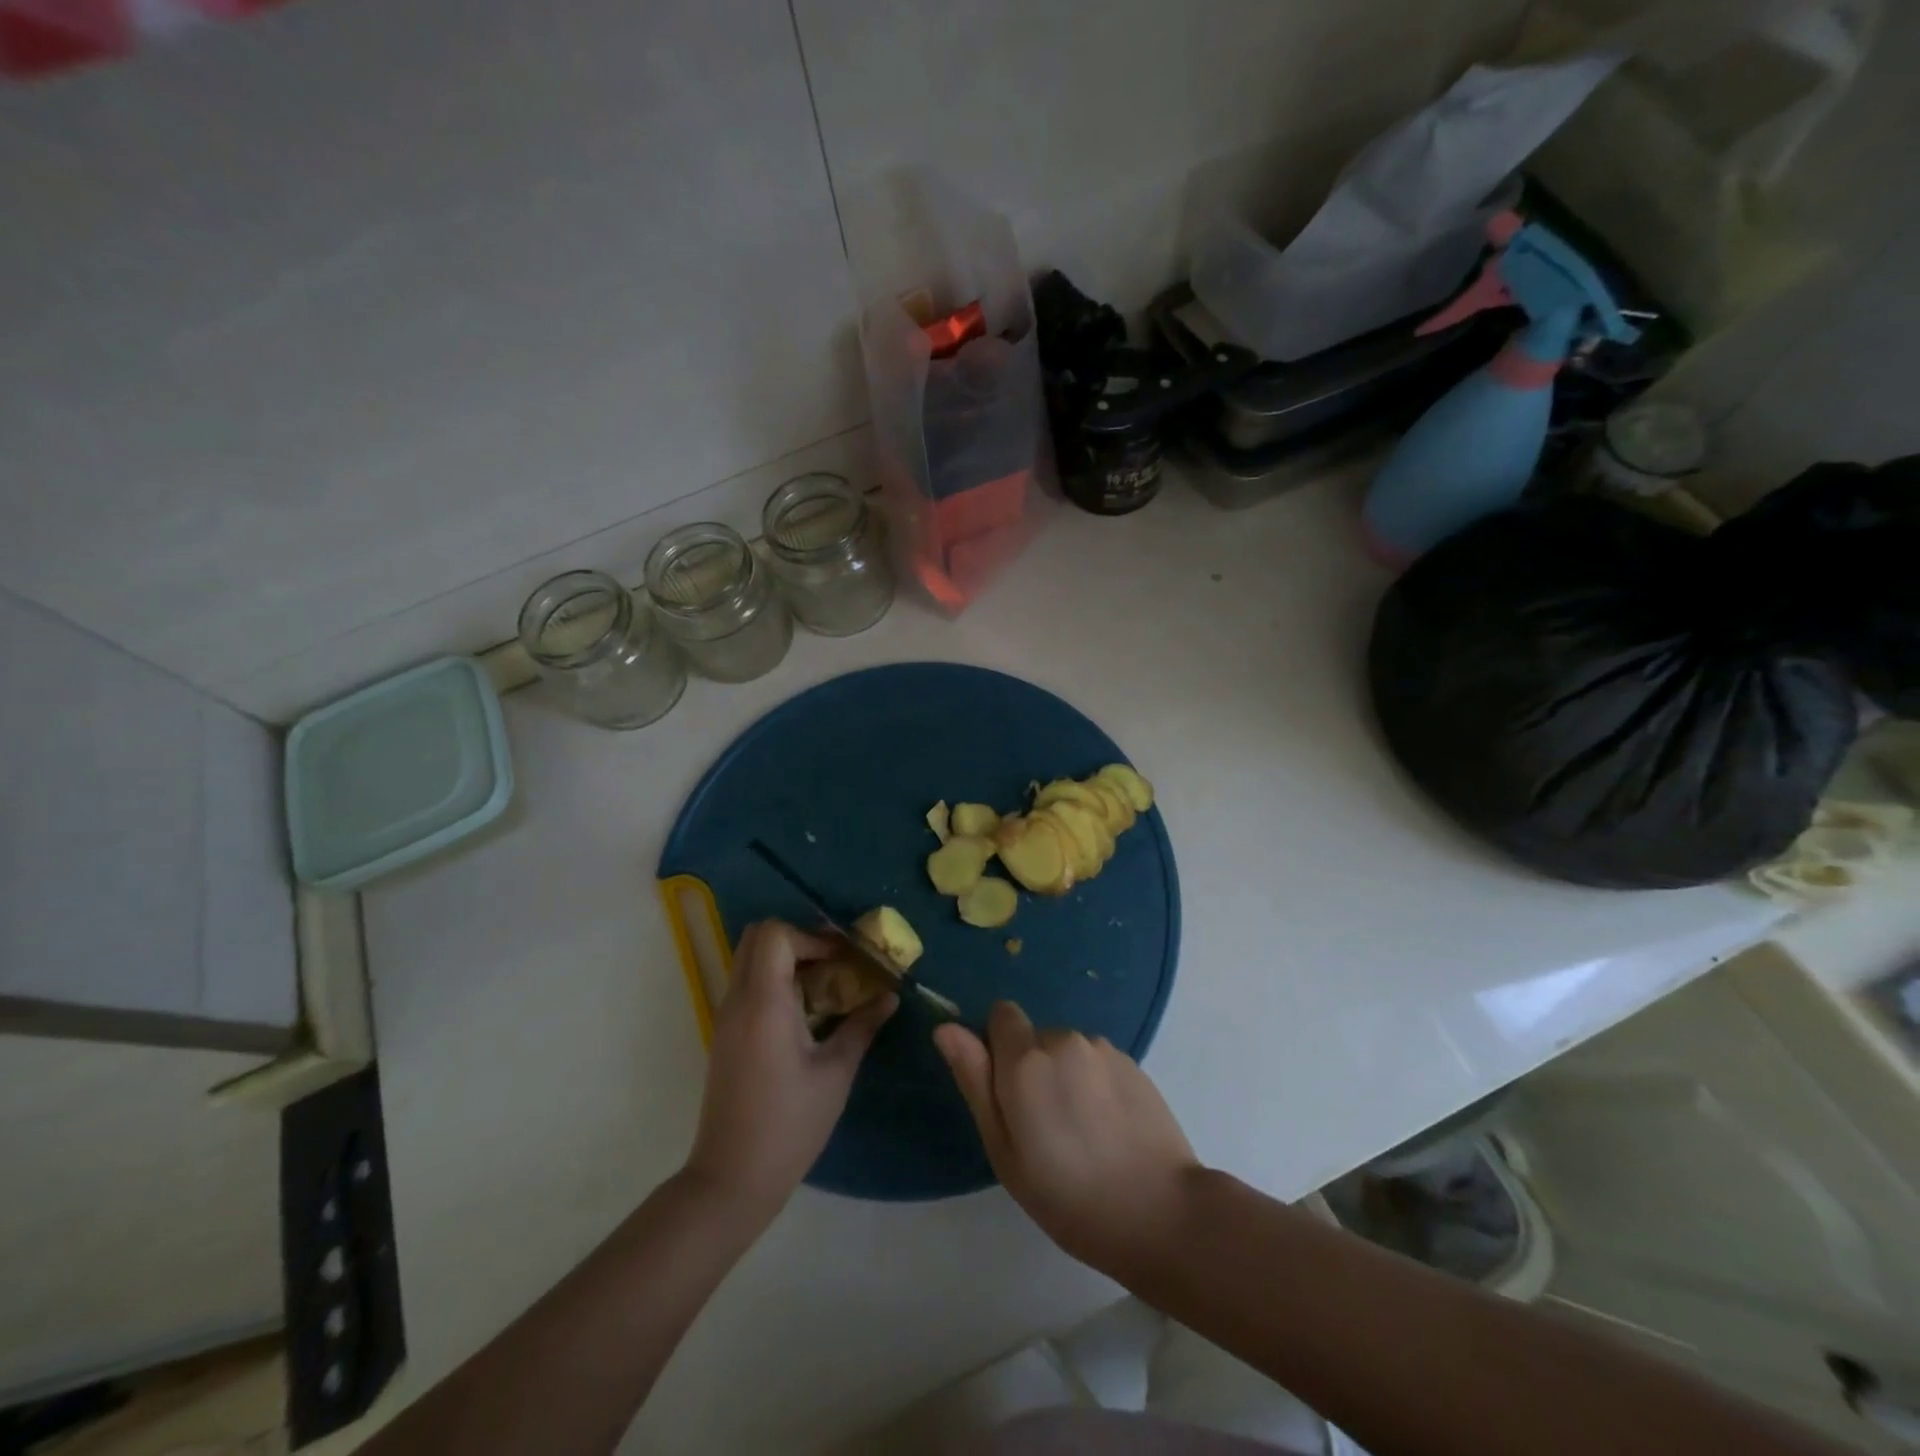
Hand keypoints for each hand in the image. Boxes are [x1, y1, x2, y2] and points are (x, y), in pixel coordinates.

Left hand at [686, 920, 895, 1218]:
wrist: (732, 1178)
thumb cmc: (790, 1125)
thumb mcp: (835, 1073)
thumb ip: (862, 1026)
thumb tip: (890, 997)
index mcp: (765, 1004)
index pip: (775, 935)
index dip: (811, 936)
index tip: (843, 958)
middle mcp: (738, 1000)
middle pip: (757, 937)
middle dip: (798, 939)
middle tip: (833, 962)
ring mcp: (726, 1017)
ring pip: (749, 959)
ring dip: (786, 959)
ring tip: (825, 984)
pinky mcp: (725, 1034)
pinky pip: (747, 984)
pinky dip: (775, 979)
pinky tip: (806, 1010)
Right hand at [936, 1002, 1199, 1275]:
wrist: (1161, 1212)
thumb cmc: (1069, 1196)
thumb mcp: (1005, 1150)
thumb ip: (975, 1081)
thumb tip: (946, 1028)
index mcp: (1026, 1059)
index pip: (1001, 1014)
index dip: (996, 1047)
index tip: (1006, 1093)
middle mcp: (1064, 1039)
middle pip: (1034, 1037)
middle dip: (1031, 1067)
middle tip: (1043, 1127)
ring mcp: (1103, 1049)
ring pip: (1067, 1051)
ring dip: (1064, 1076)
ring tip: (1081, 1133)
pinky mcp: (1133, 1063)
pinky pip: (1096, 1062)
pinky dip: (1094, 1084)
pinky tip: (1108, 1129)